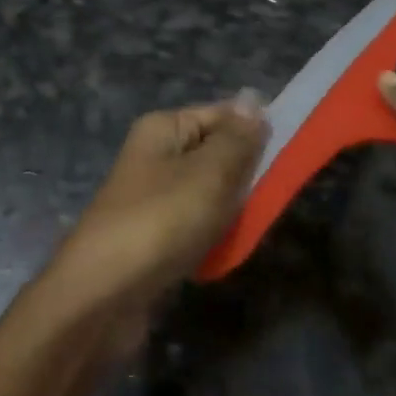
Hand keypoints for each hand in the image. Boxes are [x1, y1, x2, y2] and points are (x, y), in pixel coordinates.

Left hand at [45, 98, 266, 326]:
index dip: (254, 129)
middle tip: (275, 197)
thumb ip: (236, 140)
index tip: (292, 151)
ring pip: (208, 194)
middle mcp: (155, 155)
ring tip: (251, 228)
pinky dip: (213, 238)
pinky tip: (226, 254)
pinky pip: (195, 226)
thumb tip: (253, 101)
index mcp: (163, 128)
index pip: (219, 114)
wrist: (103, 294)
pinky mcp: (153, 237)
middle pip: (215, 154)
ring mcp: (152, 198)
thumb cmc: (160, 220)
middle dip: (245, 175)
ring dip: (232, 211)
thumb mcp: (208, 173)